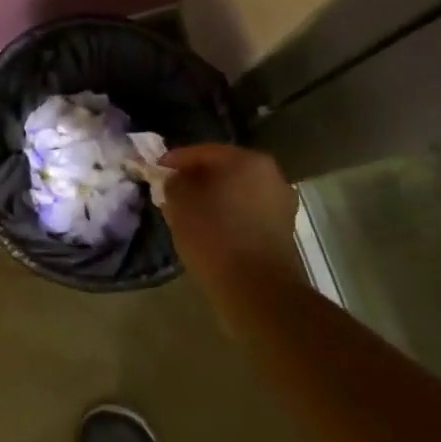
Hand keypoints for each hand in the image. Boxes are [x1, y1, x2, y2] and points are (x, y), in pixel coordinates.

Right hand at [157, 144, 301, 287]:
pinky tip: (210, 230)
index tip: (156, 170)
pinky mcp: (284, 231)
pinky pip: (248, 213)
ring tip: (189, 213)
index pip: (203, 152)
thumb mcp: (180, 203)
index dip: (175, 160)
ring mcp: (281, 204)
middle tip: (173, 191)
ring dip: (214, 198)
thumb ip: (173, 183)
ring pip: (237, 193)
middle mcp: (271, 175)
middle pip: (224, 170)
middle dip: (198, 179)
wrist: (257, 289)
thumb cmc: (214, 235)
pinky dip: (229, 216)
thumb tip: (176, 180)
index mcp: (247, 160)